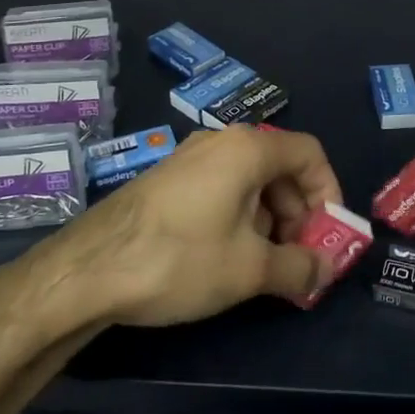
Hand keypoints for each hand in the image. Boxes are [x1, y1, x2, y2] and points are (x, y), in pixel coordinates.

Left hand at [26, 126, 342, 326]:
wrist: (84, 271)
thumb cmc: (180, 259)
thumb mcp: (250, 270)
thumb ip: (299, 267)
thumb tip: (324, 270)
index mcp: (248, 148)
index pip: (311, 154)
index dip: (329, 193)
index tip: (327, 237)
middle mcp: (220, 141)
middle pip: (281, 167)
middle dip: (298, 213)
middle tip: (296, 258)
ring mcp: (189, 158)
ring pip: (250, 180)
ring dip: (269, 219)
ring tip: (261, 265)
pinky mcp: (167, 180)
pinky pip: (220, 188)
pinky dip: (238, 217)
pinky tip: (224, 257)